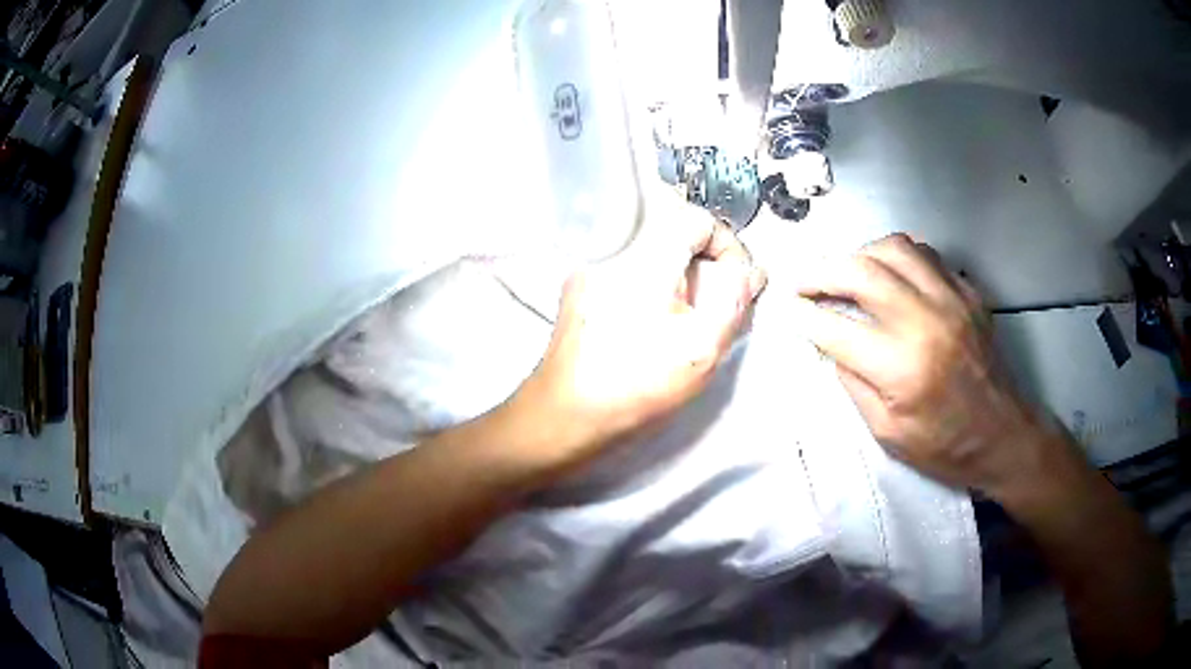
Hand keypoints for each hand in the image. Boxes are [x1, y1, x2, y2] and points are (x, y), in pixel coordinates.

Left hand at [510, 215, 766, 470]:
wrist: (564, 415)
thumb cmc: (636, 385)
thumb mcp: (703, 347)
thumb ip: (735, 299)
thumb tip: (752, 271)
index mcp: (643, 252)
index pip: (699, 219)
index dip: (727, 248)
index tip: (735, 284)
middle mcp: (611, 245)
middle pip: (676, 234)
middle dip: (704, 266)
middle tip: (712, 309)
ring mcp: (590, 265)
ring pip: (653, 253)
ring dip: (679, 278)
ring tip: (682, 324)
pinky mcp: (578, 286)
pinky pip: (628, 269)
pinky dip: (651, 286)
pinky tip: (648, 327)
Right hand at [794, 233, 1058, 495]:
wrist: (1004, 436)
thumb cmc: (945, 447)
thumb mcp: (888, 435)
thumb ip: (855, 384)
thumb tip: (831, 345)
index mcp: (902, 368)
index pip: (837, 328)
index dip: (806, 317)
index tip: (790, 311)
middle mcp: (926, 321)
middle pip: (861, 271)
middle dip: (821, 272)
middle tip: (804, 281)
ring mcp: (951, 299)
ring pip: (894, 248)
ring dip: (860, 254)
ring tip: (847, 272)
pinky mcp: (968, 292)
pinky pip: (925, 255)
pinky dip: (897, 257)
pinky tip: (890, 275)